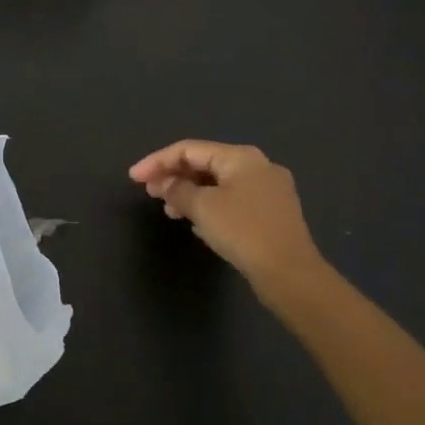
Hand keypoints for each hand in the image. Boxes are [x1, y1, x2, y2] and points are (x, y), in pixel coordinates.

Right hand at [129, 140, 325, 292]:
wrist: (291, 274)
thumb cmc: (243, 232)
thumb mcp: (203, 208)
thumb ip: (177, 190)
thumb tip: (163, 183)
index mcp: (241, 157)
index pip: (189, 150)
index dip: (157, 161)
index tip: (133, 178)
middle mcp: (258, 166)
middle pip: (205, 163)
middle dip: (174, 177)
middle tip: (150, 193)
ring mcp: (269, 190)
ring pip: (219, 183)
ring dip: (190, 193)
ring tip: (169, 211)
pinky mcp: (272, 214)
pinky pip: (232, 200)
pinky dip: (210, 206)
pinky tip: (196, 223)